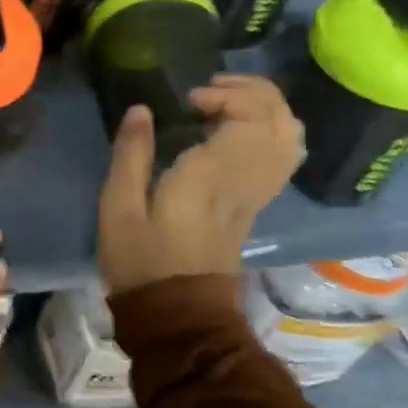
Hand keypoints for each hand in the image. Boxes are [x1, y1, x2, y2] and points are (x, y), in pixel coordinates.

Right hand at [96, 74, 304, 297]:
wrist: (179, 316)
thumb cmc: (142, 261)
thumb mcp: (119, 207)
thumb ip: (131, 153)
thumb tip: (141, 109)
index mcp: (214, 176)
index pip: (251, 118)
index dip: (228, 96)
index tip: (190, 102)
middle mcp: (247, 180)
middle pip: (279, 120)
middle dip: (251, 92)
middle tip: (209, 92)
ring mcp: (258, 193)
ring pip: (288, 137)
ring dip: (265, 108)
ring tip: (225, 102)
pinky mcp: (257, 204)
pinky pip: (283, 157)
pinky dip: (271, 130)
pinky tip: (238, 129)